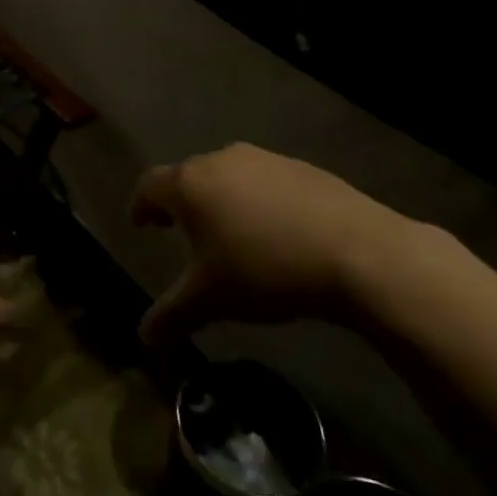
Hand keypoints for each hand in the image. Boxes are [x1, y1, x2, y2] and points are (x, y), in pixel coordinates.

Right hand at [133, 142, 411, 348]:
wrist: (357, 251)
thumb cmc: (266, 270)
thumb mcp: (211, 300)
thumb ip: (171, 315)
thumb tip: (144, 337)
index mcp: (190, 184)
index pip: (149, 185)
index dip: (139, 205)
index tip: (140, 224)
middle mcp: (221, 160)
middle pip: (187, 177)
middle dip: (179, 204)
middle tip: (179, 232)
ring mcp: (264, 159)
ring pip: (227, 175)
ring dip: (219, 200)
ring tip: (228, 234)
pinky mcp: (300, 167)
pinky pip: (263, 180)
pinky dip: (255, 200)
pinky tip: (274, 232)